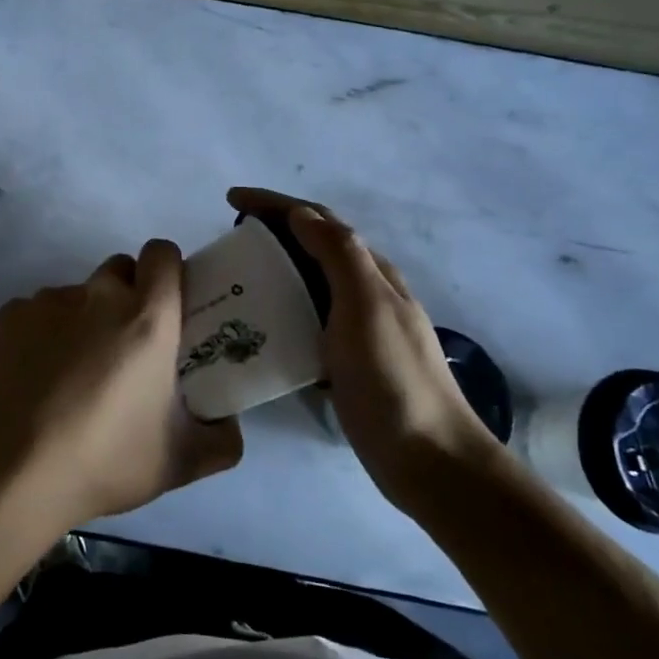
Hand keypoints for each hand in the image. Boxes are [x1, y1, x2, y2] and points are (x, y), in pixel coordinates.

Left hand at [0, 240, 243, 533]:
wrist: (10, 472)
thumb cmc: (104, 460)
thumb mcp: (180, 462)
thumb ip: (223, 439)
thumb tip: (229, 422)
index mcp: (147, 317)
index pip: (162, 253)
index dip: (168, 271)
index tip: (169, 305)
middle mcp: (98, 295)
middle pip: (121, 270)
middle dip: (129, 294)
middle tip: (127, 346)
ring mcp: (48, 301)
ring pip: (78, 294)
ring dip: (85, 319)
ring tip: (73, 374)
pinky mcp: (9, 315)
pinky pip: (38, 312)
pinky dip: (44, 335)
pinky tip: (36, 379)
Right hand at [227, 189, 498, 502]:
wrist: (430, 460)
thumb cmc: (392, 379)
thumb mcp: (366, 307)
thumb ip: (338, 255)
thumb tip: (301, 214)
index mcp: (371, 272)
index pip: (318, 220)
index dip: (275, 203)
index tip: (230, 199)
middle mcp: (366, 292)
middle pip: (314, 245)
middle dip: (272, 229)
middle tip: (229, 236)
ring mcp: (359, 328)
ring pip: (310, 282)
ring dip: (275, 267)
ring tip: (236, 275)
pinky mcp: (347, 361)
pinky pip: (307, 319)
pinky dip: (281, 308)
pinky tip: (258, 325)